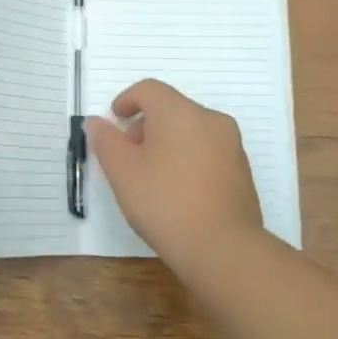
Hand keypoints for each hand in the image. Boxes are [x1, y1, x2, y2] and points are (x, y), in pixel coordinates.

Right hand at [87, 79, 262, 273]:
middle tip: (128, 155)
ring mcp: (231, 145)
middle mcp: (211, 120)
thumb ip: (106, 141)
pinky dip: (187, 158)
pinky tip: (177, 191)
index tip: (114, 123)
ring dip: (167, 142)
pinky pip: (207, 151)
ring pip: (190, 130)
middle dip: (145, 125)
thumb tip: (96, 122)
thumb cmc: (164, 202)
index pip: (149, 89)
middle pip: (171, 108)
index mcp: (180, 113)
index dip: (126, 100)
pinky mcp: (241, 171)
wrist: (223, 248)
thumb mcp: (122, 172)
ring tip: (151, 177)